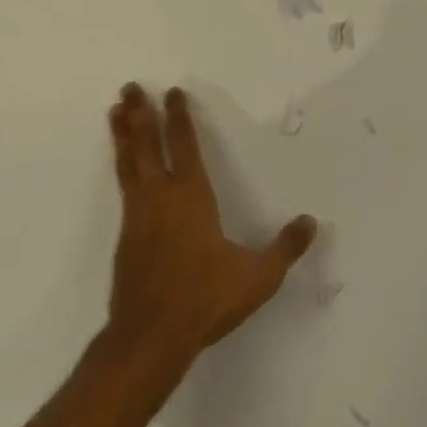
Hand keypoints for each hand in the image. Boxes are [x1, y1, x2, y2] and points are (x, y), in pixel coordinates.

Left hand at [105, 85, 315, 363]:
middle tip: (130, 85)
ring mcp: (138, 214)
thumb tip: (310, 222)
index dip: (178, 116)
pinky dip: (120, 162)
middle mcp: (161, 196)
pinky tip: (120, 161)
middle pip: (147, 143)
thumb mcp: (256, 277)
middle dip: (141, 113)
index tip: (172, 91)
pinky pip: (122, 184)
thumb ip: (284, 248)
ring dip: (123, 132)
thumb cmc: (204, 300)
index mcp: (191, 195)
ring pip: (128, 161)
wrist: (149, 340)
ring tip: (115, 108)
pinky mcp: (125, 236)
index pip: (184, 144)